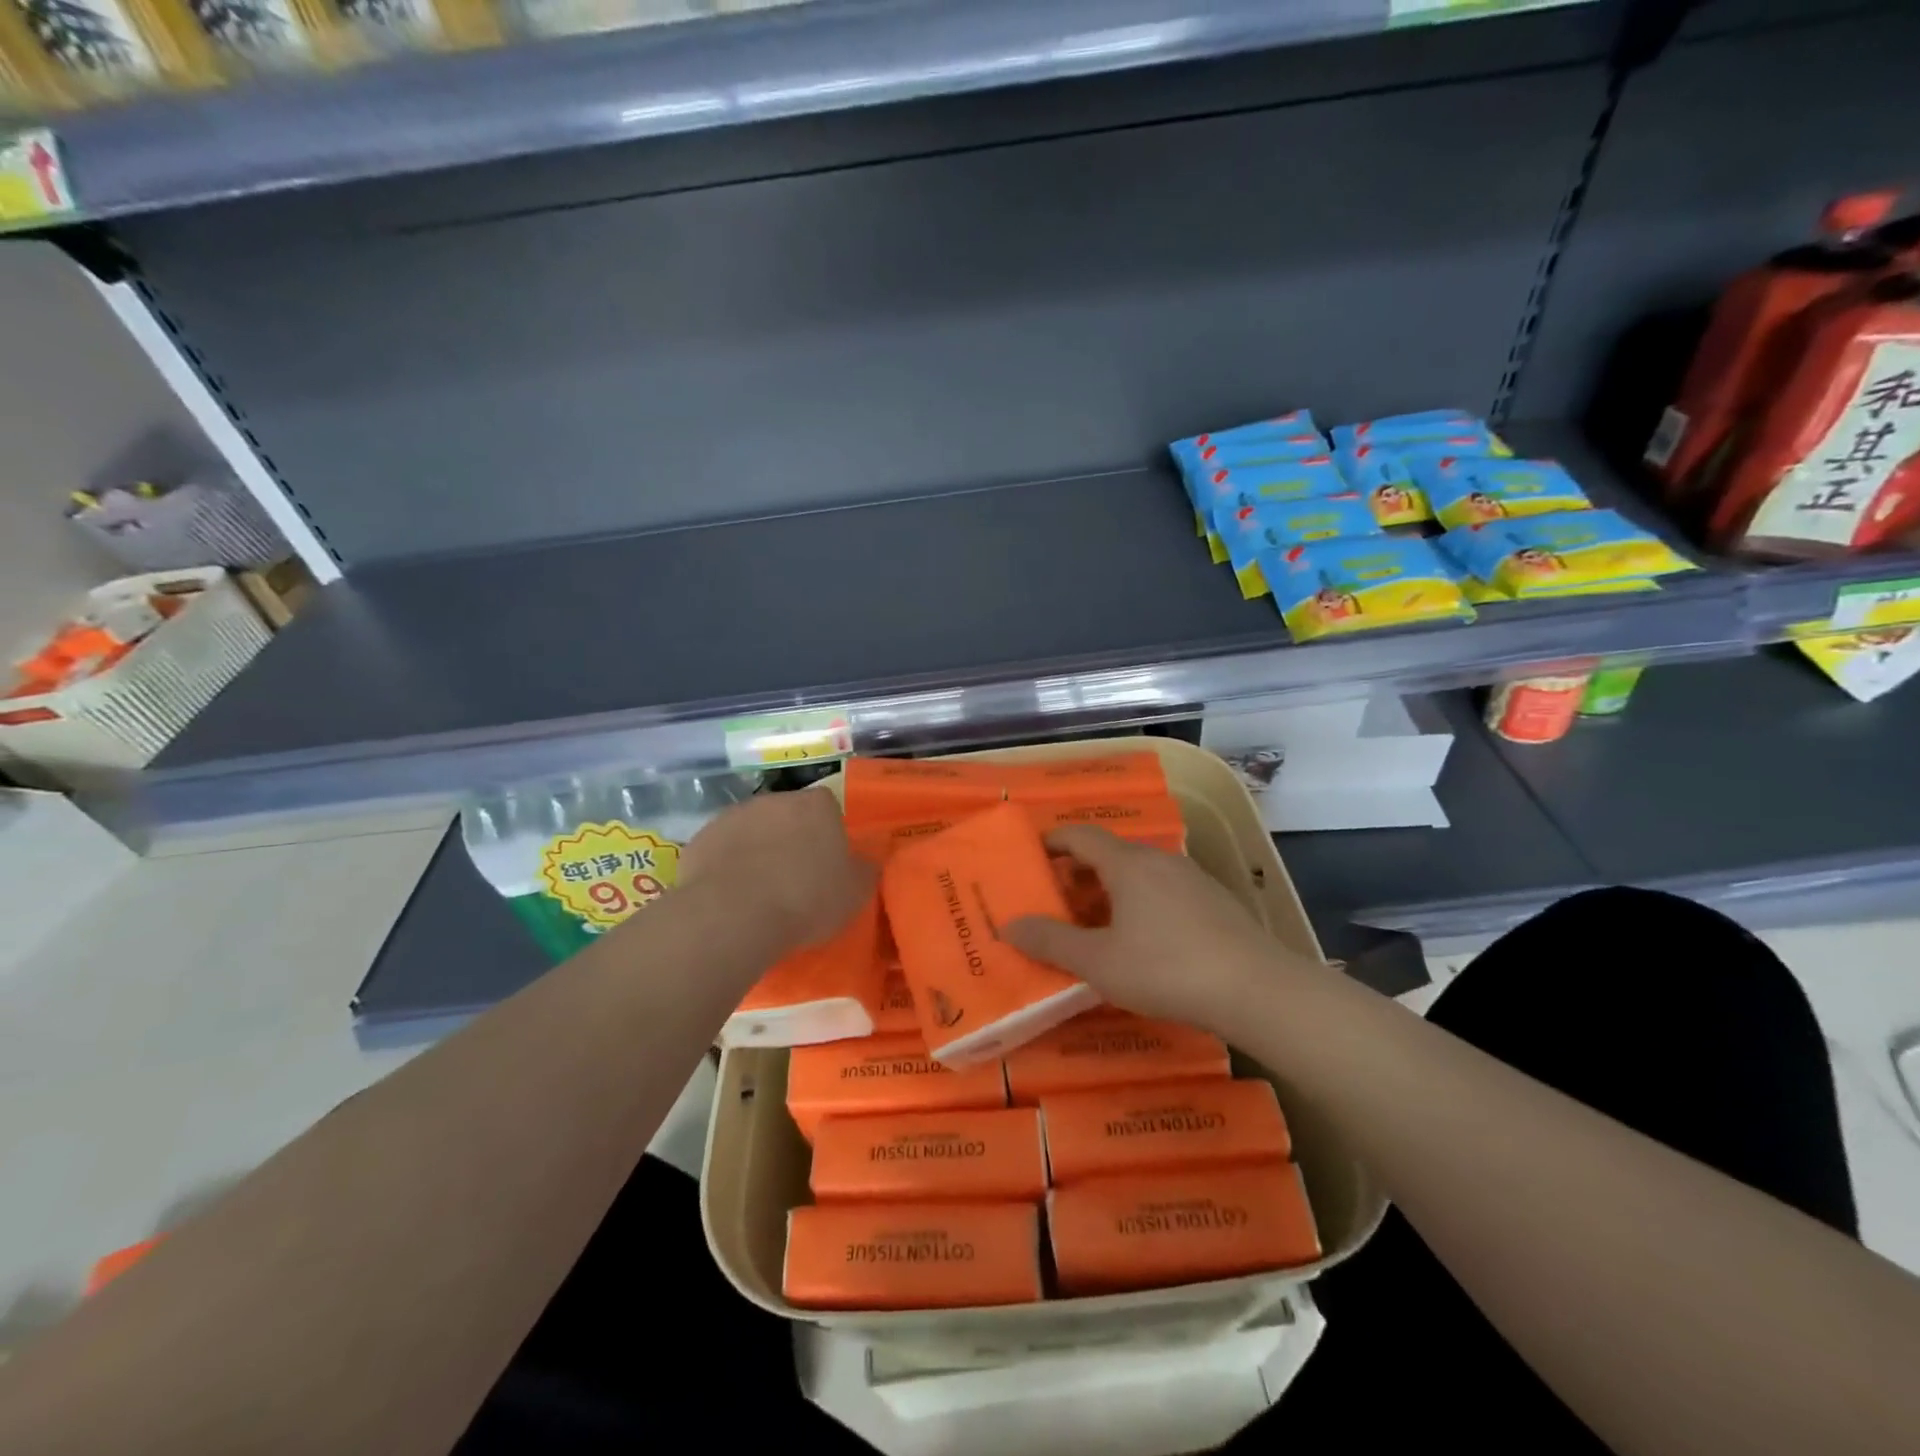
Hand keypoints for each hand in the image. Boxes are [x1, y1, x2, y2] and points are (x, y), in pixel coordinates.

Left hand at [676, 788, 875, 957]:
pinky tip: (731, 897)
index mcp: (816, 805)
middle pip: (788, 815)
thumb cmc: (805, 899)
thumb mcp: (854, 892)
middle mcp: (774, 799)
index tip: (827, 863)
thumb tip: (866, 860)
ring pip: (753, 830)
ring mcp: (733, 816)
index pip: (828, 807)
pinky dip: (727, 866)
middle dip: (791, 839)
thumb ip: (864, 870)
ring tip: (760, 892)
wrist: (733, 915)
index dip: (828, 833)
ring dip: (757, 850)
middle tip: (795, 878)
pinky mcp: (700, 839)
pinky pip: (722, 850)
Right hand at [1004, 827, 1324, 1033]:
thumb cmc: (1166, 969)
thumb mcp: (1098, 962)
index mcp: (1128, 863)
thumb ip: (1051, 941)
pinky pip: (1163, 890)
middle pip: (1109, 853)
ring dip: (1109, 891)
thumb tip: (1009, 925)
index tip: (1031, 858)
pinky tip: (1142, 941)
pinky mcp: (1215, 901)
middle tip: (1055, 903)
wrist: (1257, 989)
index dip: (1052, 842)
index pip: (1080, 835)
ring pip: (1138, 873)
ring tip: (1094, 926)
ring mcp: (1192, 878)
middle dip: (1077, 874)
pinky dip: (1139, 903)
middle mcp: (1159, 859)